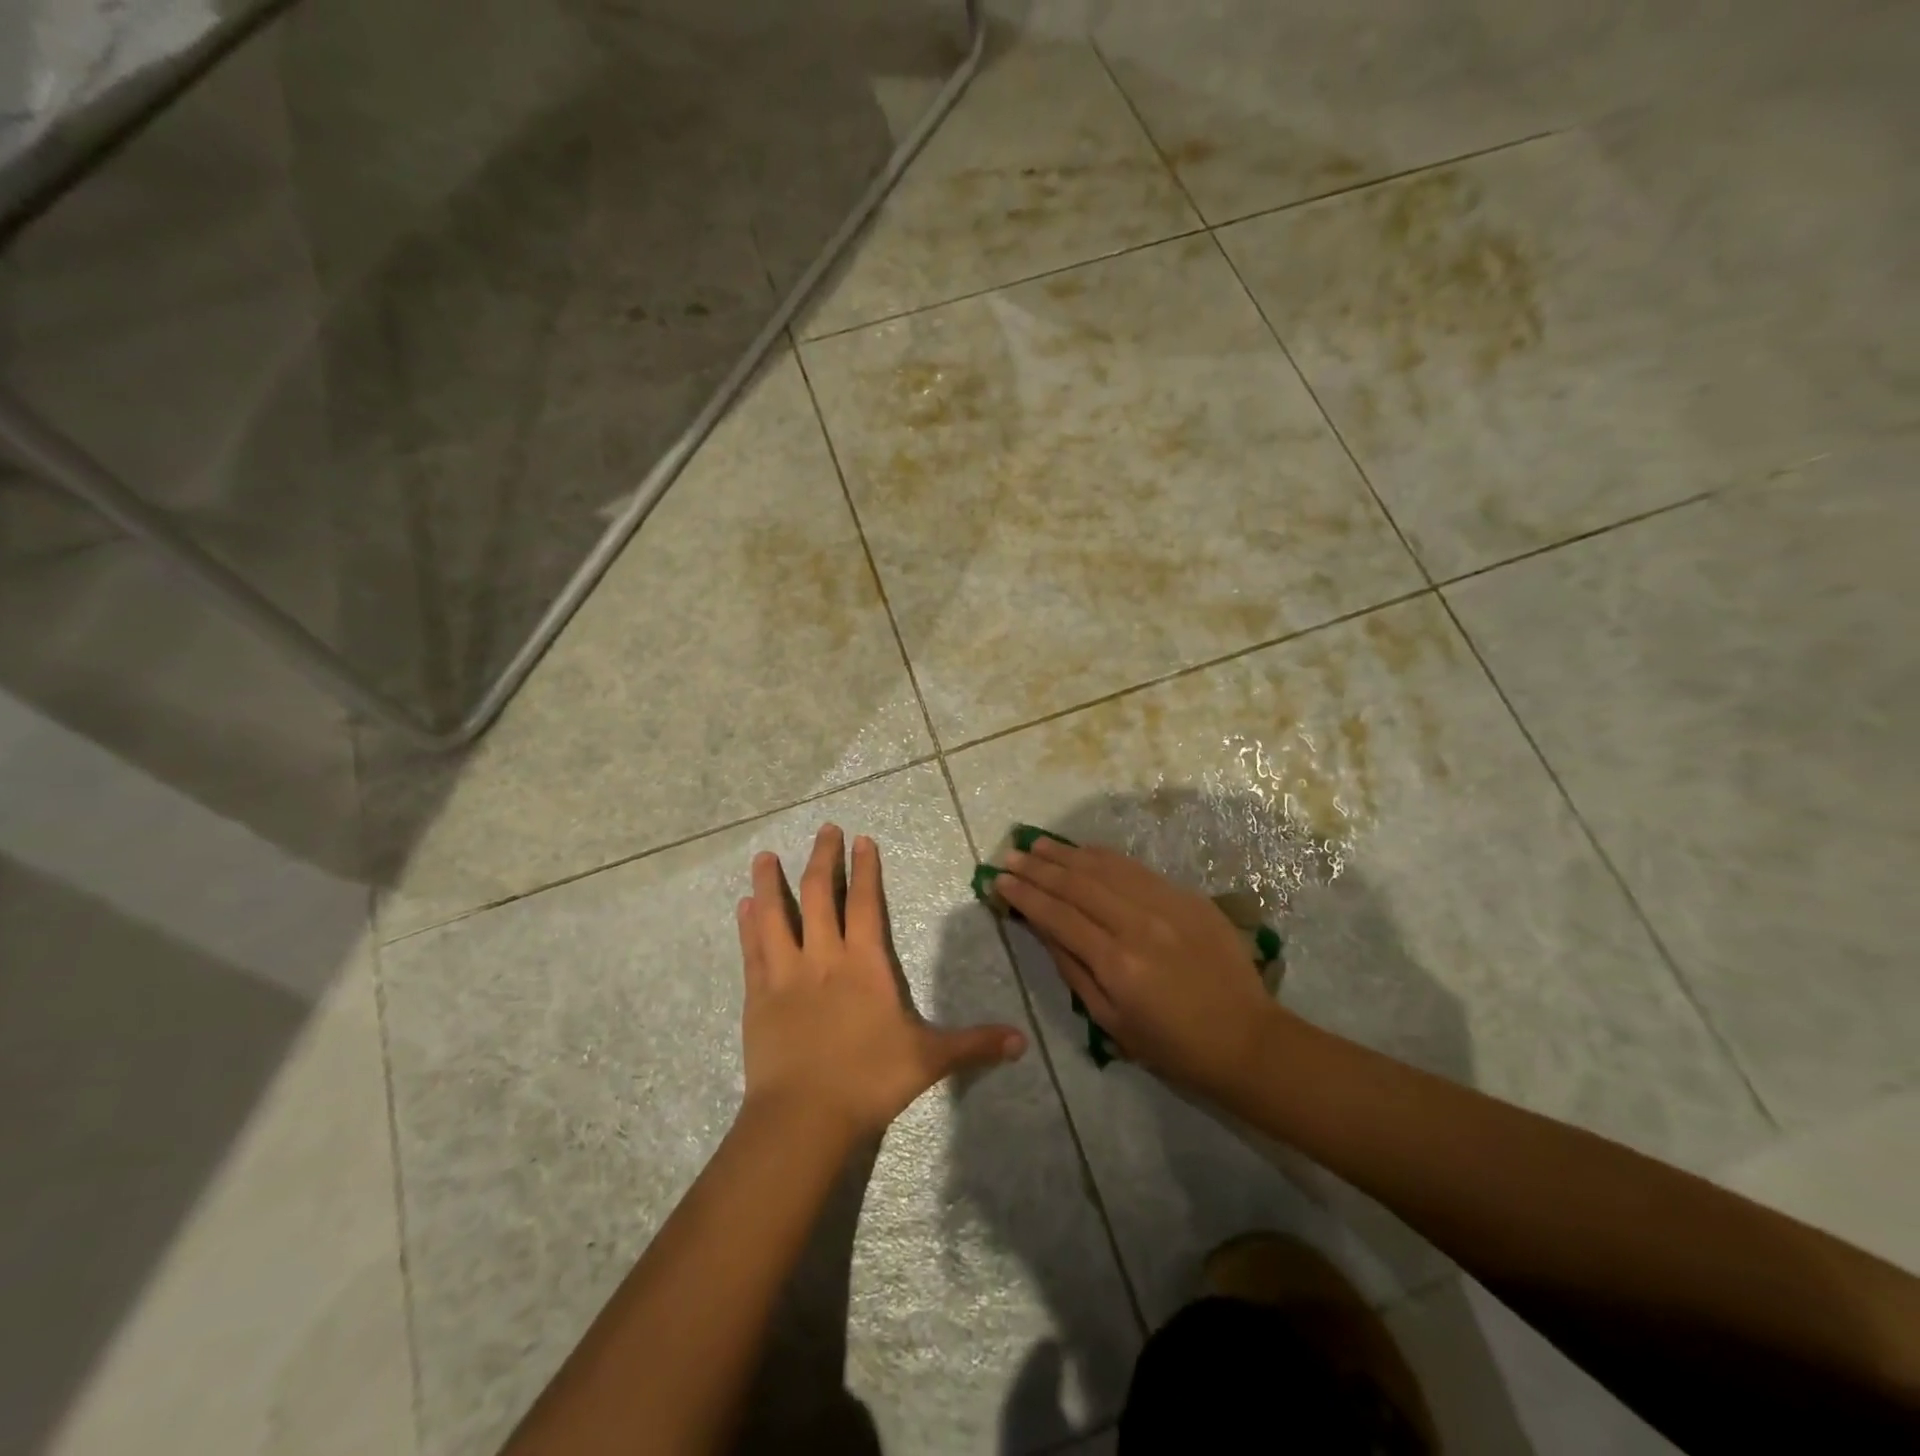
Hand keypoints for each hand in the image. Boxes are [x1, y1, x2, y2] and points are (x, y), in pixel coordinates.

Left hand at [738, 824, 1026, 1141]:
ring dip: (770, 882)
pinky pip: (752, 951)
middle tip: (825, 829)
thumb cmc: (868, 1080)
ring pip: (774, 915)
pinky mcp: (758, 996)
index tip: (862, 839)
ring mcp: (786, 974)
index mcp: (864, 964)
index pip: (865, 903)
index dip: (865, 869)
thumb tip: (1023, 1042)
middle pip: (818, 895)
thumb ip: (974, 1044)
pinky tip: (743, 906)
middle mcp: (823, 957)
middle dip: (823, 858)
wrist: (803, 1117)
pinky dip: (747, 925)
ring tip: (764, 856)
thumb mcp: (929, 1060)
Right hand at [994, 836, 1279, 1095]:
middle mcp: (1138, 924)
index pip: (1058, 916)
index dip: (1025, 895)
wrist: (1246, 1039)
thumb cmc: (1172, 1045)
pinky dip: (1104, 856)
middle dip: (1038, 868)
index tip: (999, 881)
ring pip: (1105, 867)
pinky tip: (1084, 851)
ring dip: (1067, 853)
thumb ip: (1072, 969)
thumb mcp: (1110, 1021)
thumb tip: (1041, 927)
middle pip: (1077, 884)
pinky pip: (1137, 869)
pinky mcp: (1188, 897)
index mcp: (1116, 963)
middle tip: (1010, 855)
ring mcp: (1167, 905)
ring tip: (1037, 844)